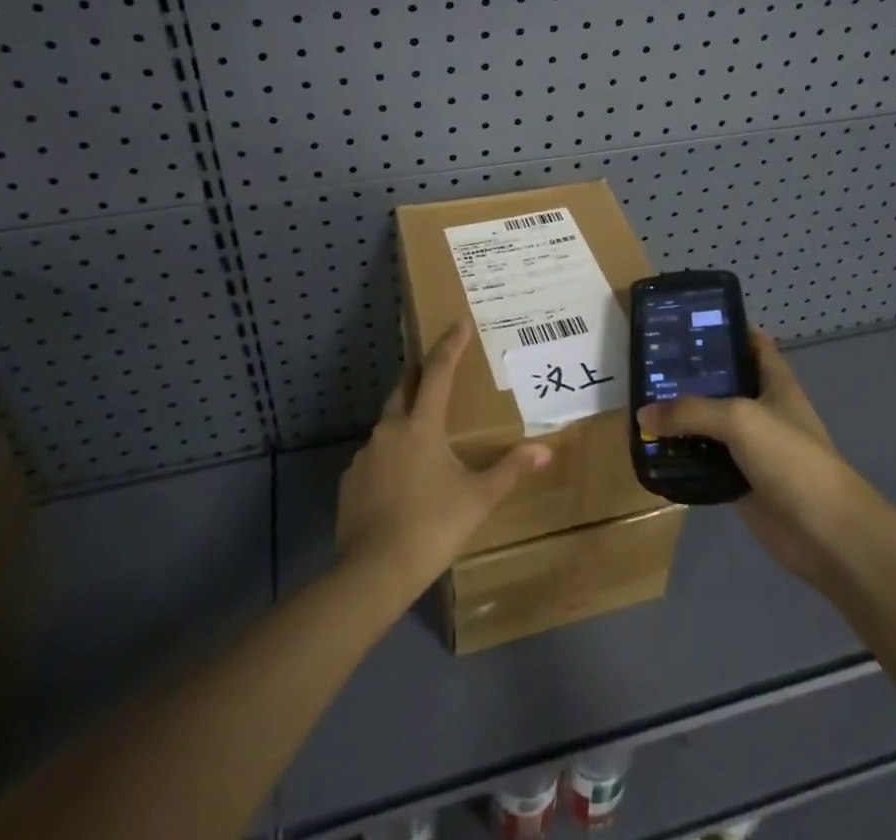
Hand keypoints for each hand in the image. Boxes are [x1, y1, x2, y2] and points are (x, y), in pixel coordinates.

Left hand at [336, 322, 550, 593]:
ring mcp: (365, 454)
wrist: (372, 573)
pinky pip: (375, 456)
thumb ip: (510, 470)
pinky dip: (390, 455)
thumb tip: (545, 450)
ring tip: (425, 433)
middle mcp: (389, 429)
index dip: (450, 345)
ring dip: (406, 418)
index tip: (459, 322)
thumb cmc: (432, 527)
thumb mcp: (478, 499)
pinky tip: (402, 478)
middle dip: (422, 373)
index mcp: (421, 425)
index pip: (439, 371)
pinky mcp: (350, 480)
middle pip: (405, 387)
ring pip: (388, 423)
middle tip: (438, 368)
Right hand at [637, 329, 861, 587]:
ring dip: (679, 417)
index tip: (684, 320)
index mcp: (774, 382)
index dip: (724, 327)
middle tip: (647, 362)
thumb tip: (642, 415)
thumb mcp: (739, 419)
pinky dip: (681, 456)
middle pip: (721, 382)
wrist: (826, 534)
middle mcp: (761, 408)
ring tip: (638, 401)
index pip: (751, 342)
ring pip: (708, 423)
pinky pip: (703, 460)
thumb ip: (690, 411)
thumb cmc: (791, 459)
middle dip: (688, 373)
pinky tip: (651, 448)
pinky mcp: (738, 479)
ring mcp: (750, 446)